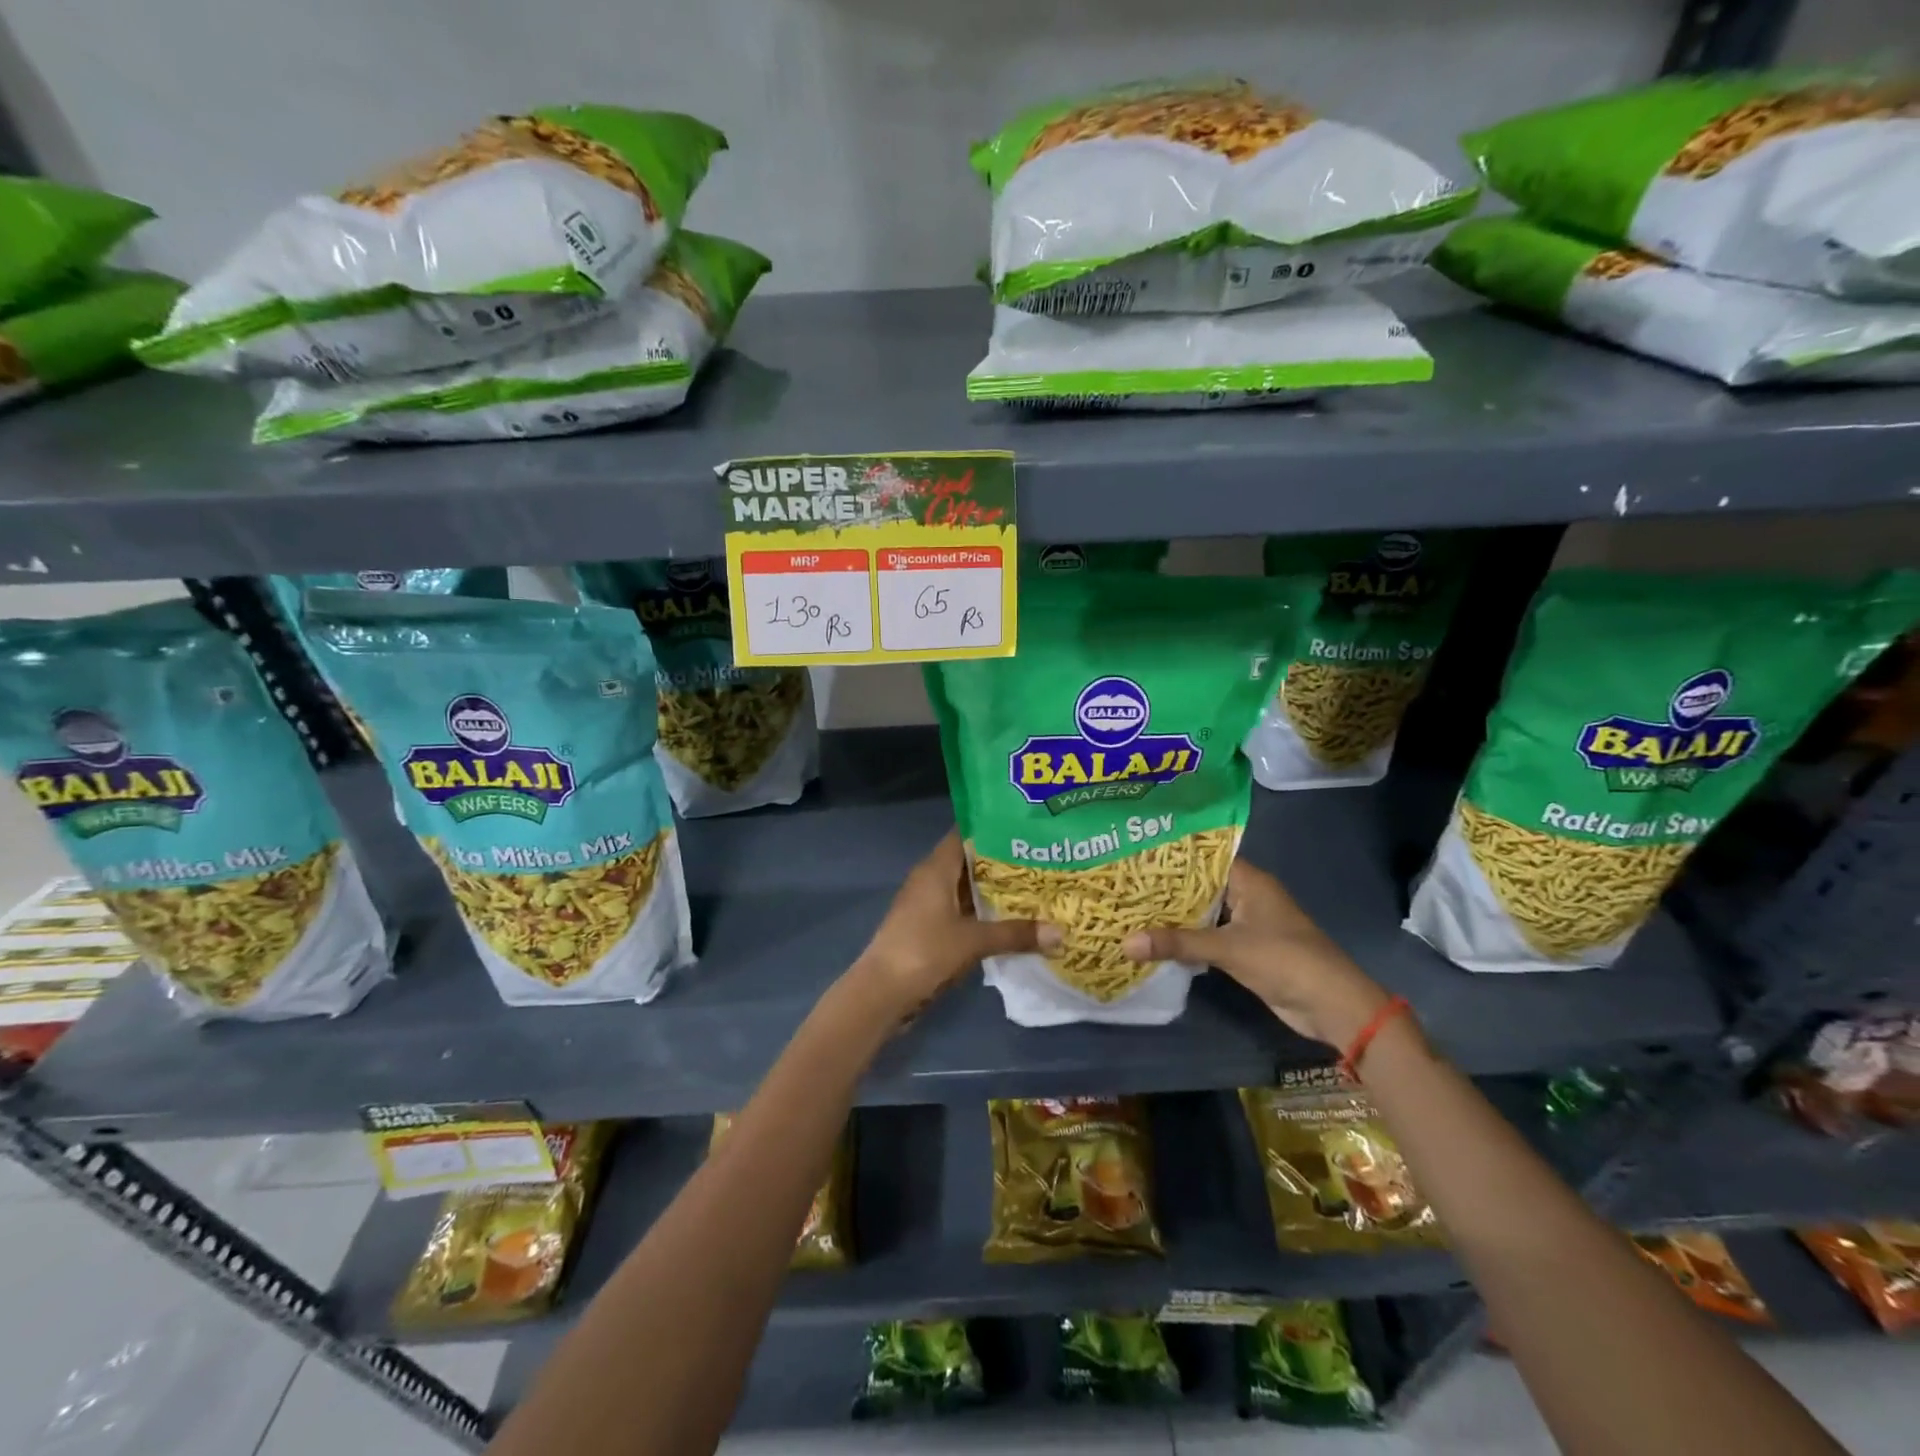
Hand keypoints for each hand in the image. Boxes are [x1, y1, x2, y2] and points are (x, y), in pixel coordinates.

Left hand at [853, 832, 1059, 1013]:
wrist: (881, 993)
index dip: (995, 829)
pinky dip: (984, 913)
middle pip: (970, 861)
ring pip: (967, 888)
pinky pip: (962, 910)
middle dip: (1003, 862)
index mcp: (936, 868)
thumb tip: (1060, 933)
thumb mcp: (974, 941)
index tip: (1027, 828)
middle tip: (1042, 860)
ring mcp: (928, 904)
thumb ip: (1015, 934)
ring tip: (1036, 888)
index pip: (966, 834)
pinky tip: (1011, 920)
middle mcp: (931, 879)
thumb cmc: (924, 952)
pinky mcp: (929, 928)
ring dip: (995, 890)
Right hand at [1122, 859, 1388, 1046]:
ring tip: (1131, 907)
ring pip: (1203, 912)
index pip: (1204, 857)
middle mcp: (1248, 896)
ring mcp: (1248, 924)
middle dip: (1166, 887)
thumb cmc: (1284, 960)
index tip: (1135, 853)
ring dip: (1174, 915)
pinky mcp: (1246, 950)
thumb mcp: (1228, 948)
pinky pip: (1209, 936)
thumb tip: (1125, 943)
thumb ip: (1178, 944)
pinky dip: (1187, 938)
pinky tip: (1156, 939)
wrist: (1331, 1005)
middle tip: (1125, 881)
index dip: (1172, 855)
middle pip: (1200, 885)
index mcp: (1250, 881)